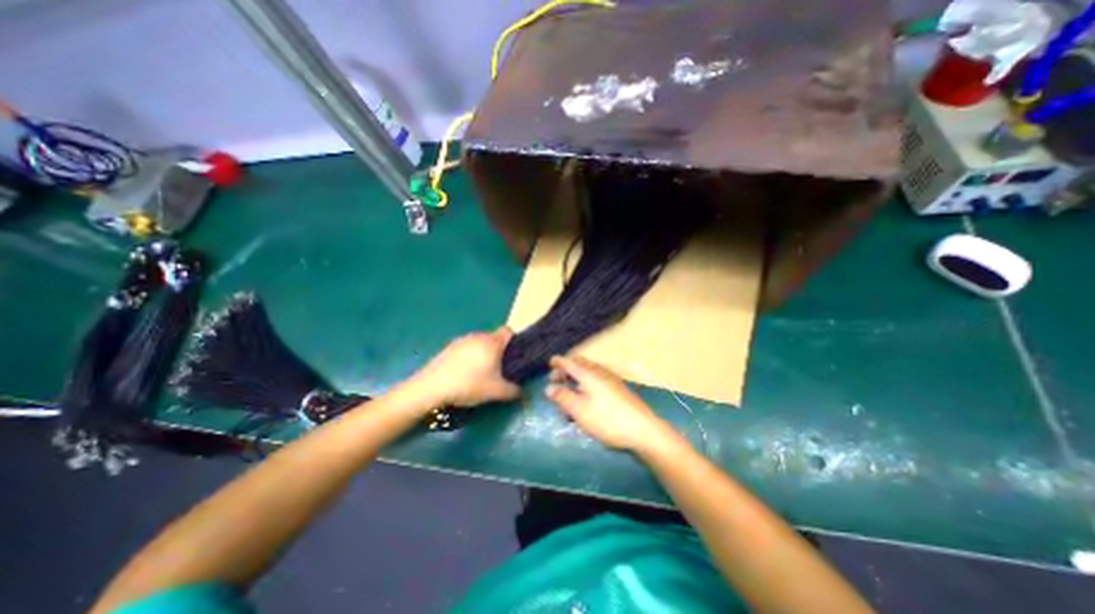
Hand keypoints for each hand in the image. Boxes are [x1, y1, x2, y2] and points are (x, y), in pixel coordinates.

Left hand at [418, 328, 521, 410]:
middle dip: (499, 351)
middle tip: (499, 369)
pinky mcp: (449, 347)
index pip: (509, 331)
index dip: (515, 341)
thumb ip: (513, 391)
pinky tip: (464, 373)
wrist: (432, 387)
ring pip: (479, 343)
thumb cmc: (469, 384)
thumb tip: (522, 392)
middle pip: (494, 338)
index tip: (514, 355)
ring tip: (481, 372)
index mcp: (492, 342)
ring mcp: (462, 340)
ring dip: (483, 353)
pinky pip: (466, 348)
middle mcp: (478, 336)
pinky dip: (469, 356)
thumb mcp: (496, 392)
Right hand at [543, 356, 672, 449]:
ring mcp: (611, 381)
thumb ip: (562, 397)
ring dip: (576, 380)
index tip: (550, 362)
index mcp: (589, 374)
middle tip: (556, 382)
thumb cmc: (607, 419)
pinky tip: (586, 402)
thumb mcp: (579, 410)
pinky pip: (596, 382)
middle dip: (566, 371)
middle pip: (580, 365)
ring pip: (588, 374)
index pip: (569, 362)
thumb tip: (549, 388)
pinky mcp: (618, 390)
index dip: (558, 361)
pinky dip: (586, 386)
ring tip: (569, 397)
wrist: (643, 430)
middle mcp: (600, 372)